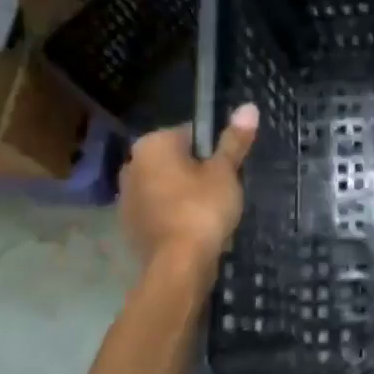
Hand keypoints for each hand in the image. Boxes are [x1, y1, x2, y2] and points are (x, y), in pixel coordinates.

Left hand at [120, 105, 258, 268]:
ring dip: (184, 192)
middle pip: (175, 159)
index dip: (214, 148)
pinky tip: (194, 228)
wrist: (177, 265)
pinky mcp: (129, 225)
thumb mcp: (225, 172)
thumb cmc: (202, 209)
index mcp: (152, 145)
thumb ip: (234, 141)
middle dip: (197, 170)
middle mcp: (131, 165)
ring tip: (211, 211)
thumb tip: (248, 107)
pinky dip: (174, 214)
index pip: (190, 133)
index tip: (229, 167)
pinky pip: (158, 209)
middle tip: (224, 189)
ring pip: (165, 185)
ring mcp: (126, 197)